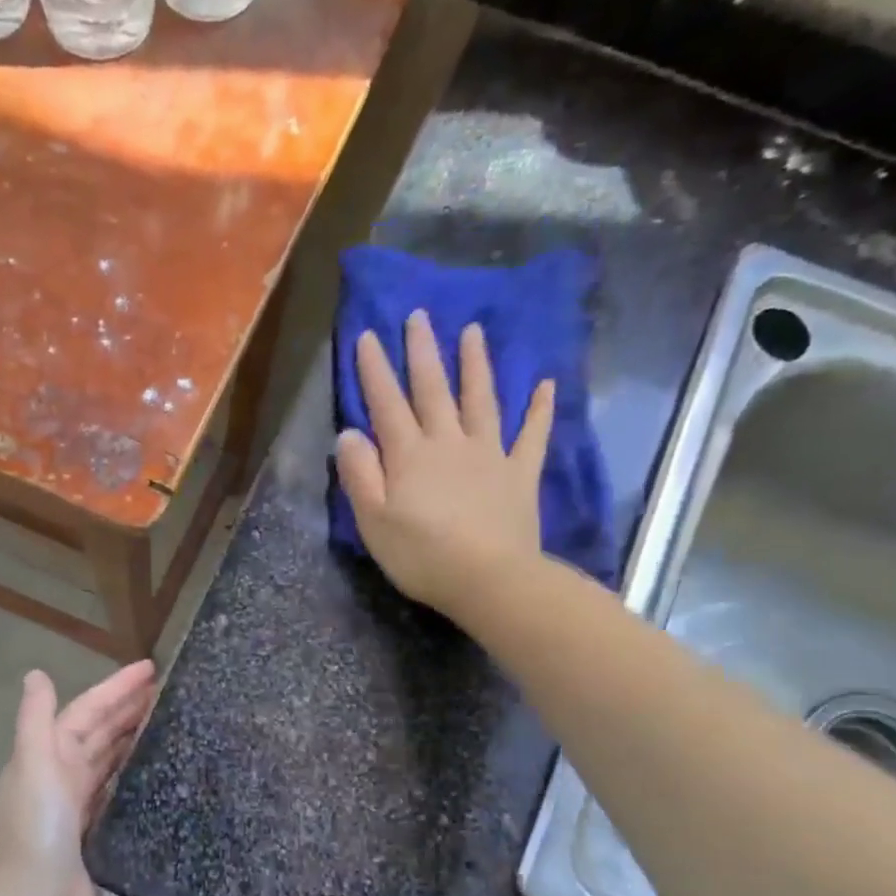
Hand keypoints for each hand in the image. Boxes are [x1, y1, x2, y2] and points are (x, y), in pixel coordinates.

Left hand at [0, 660, 157, 895]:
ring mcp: (76, 805)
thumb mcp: (33, 767)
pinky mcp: (93, 833)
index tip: (150, 669)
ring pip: (109, 760)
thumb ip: (35, 720)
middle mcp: (59, 774)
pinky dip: (133, 775)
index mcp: (46, 754)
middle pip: (99, 732)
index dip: (116, 688)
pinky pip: (116, 791)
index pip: (86, 710)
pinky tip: (157, 770)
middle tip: (168, 691)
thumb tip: (35, 673)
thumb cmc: (35, 831)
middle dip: (128, 708)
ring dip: (133, 738)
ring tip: (168, 721)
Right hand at [335, 310, 554, 621]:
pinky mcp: (519, 474)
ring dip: (476, 365)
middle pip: (434, 390)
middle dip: (423, 352)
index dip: (375, 370)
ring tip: (474, 332)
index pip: (386, 404)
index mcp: (409, 455)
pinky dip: (540, 409)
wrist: (489, 580)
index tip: (368, 335)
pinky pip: (532, 435)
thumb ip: (360, 475)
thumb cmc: (421, 556)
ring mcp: (489, 455)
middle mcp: (448, 443)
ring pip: (481, 400)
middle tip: (420, 315)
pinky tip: (547, 385)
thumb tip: (348, 433)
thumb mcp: (373, 521)